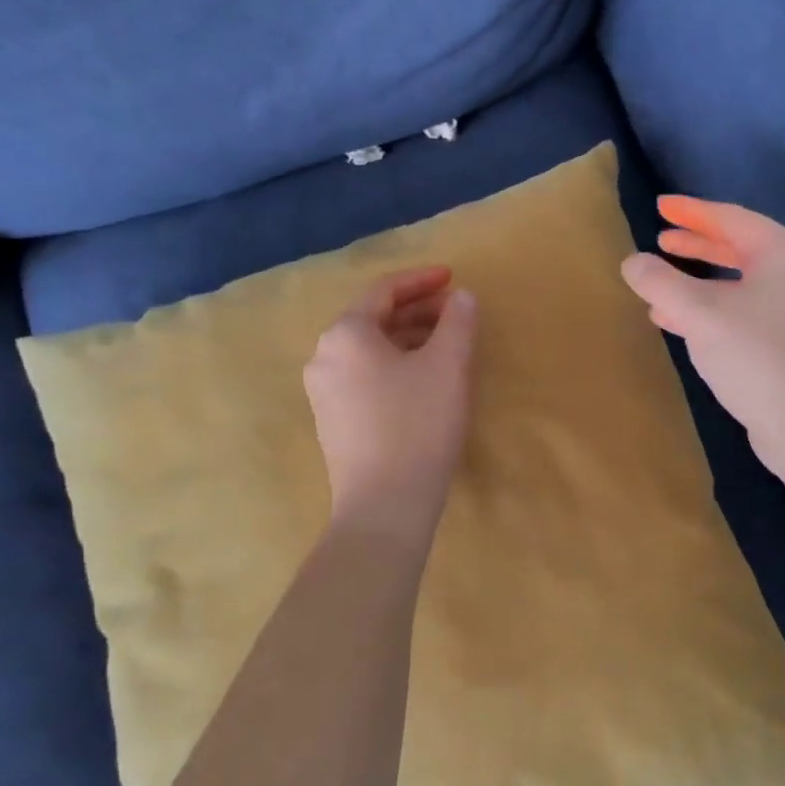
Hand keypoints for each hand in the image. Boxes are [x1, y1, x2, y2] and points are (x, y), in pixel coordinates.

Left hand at [305, 267, 478, 535]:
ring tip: (444, 347)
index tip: (453, 278)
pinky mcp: (331, 422)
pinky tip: (420, 382)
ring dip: (407, 340)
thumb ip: (458, 322)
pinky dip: (393, 366)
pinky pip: (363, 377)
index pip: (384, 290)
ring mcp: (322, 392)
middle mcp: (324, 356)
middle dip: (416, 312)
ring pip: (369, 350)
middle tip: (455, 315)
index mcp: (346, 333)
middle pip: (374, 319)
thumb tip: (462, 297)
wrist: (383, 506)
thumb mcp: (448, 366)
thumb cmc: (418, 425)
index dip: (422, 280)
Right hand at [621, 197, 784, 474]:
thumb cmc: (759, 357)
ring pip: (736, 282)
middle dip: (696, 243)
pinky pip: (739, 311)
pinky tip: (674, 321)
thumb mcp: (701, 314)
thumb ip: (661, 282)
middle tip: (660, 237)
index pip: (731, 218)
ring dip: (697, 279)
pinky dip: (707, 309)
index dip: (691, 211)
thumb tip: (632, 262)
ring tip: (659, 280)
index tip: (659, 206)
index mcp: (784, 253)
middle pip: (737, 247)